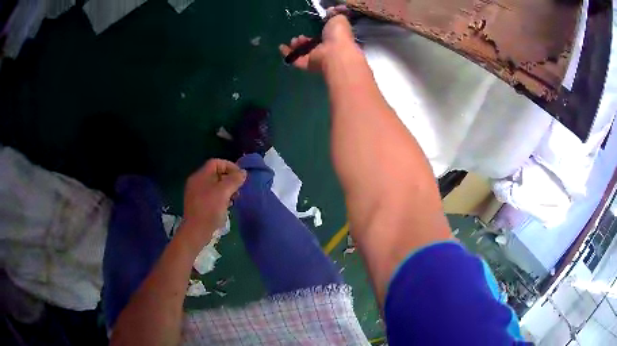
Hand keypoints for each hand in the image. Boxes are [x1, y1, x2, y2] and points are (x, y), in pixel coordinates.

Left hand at [181, 159, 246, 242]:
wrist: (196, 231)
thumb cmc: (209, 209)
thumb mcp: (224, 192)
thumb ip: (234, 180)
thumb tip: (243, 173)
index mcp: (200, 176)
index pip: (216, 163)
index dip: (230, 166)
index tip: (241, 176)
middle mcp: (196, 182)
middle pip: (215, 174)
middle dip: (229, 179)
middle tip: (239, 188)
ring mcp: (196, 194)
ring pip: (214, 186)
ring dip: (226, 189)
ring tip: (235, 198)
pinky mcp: (198, 205)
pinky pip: (211, 195)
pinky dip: (220, 197)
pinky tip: (227, 206)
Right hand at [279, 8, 355, 71]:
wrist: (335, 52)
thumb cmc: (338, 34)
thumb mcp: (338, 18)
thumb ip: (333, 14)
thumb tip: (331, 10)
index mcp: (335, 39)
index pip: (325, 36)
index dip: (317, 31)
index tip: (311, 26)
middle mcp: (326, 50)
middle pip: (312, 45)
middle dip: (304, 39)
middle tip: (300, 36)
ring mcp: (317, 59)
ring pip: (304, 53)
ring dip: (297, 45)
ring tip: (295, 40)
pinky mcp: (309, 65)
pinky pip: (296, 61)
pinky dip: (288, 54)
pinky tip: (281, 47)